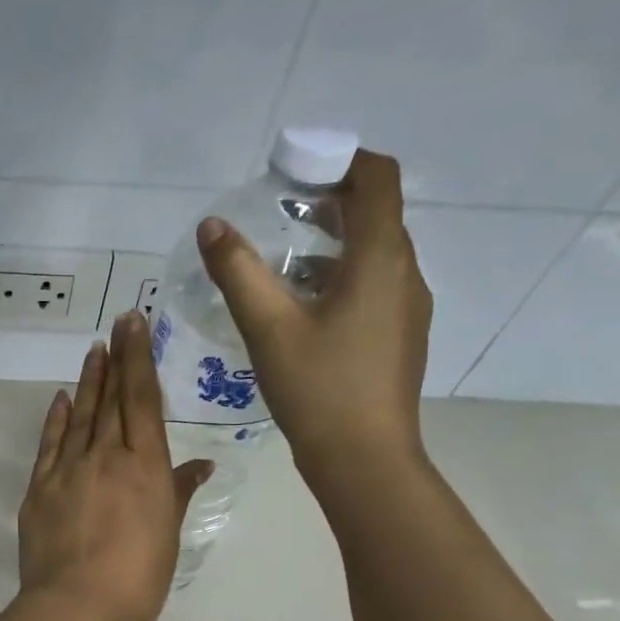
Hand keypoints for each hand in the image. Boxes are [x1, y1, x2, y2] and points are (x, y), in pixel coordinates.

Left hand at [18, 312, 212, 620]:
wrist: (78, 606)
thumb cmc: (138, 579)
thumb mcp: (168, 536)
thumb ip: (177, 493)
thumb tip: (200, 464)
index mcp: (145, 466)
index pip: (142, 400)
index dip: (139, 359)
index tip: (134, 325)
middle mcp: (106, 457)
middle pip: (111, 399)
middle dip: (116, 358)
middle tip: (116, 323)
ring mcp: (68, 470)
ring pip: (80, 415)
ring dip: (88, 381)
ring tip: (93, 352)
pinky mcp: (39, 489)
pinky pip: (50, 444)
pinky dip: (56, 419)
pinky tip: (61, 399)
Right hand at [197, 149, 431, 494]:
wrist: (364, 459)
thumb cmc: (318, 388)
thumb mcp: (268, 327)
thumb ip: (238, 272)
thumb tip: (212, 226)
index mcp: (380, 260)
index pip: (378, 179)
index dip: (341, 161)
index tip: (297, 168)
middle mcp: (404, 275)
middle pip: (376, 216)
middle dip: (330, 204)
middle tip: (278, 213)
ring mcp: (407, 309)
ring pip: (374, 256)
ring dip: (333, 245)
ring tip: (281, 263)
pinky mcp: (399, 338)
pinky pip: (374, 288)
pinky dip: (341, 279)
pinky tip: (303, 310)